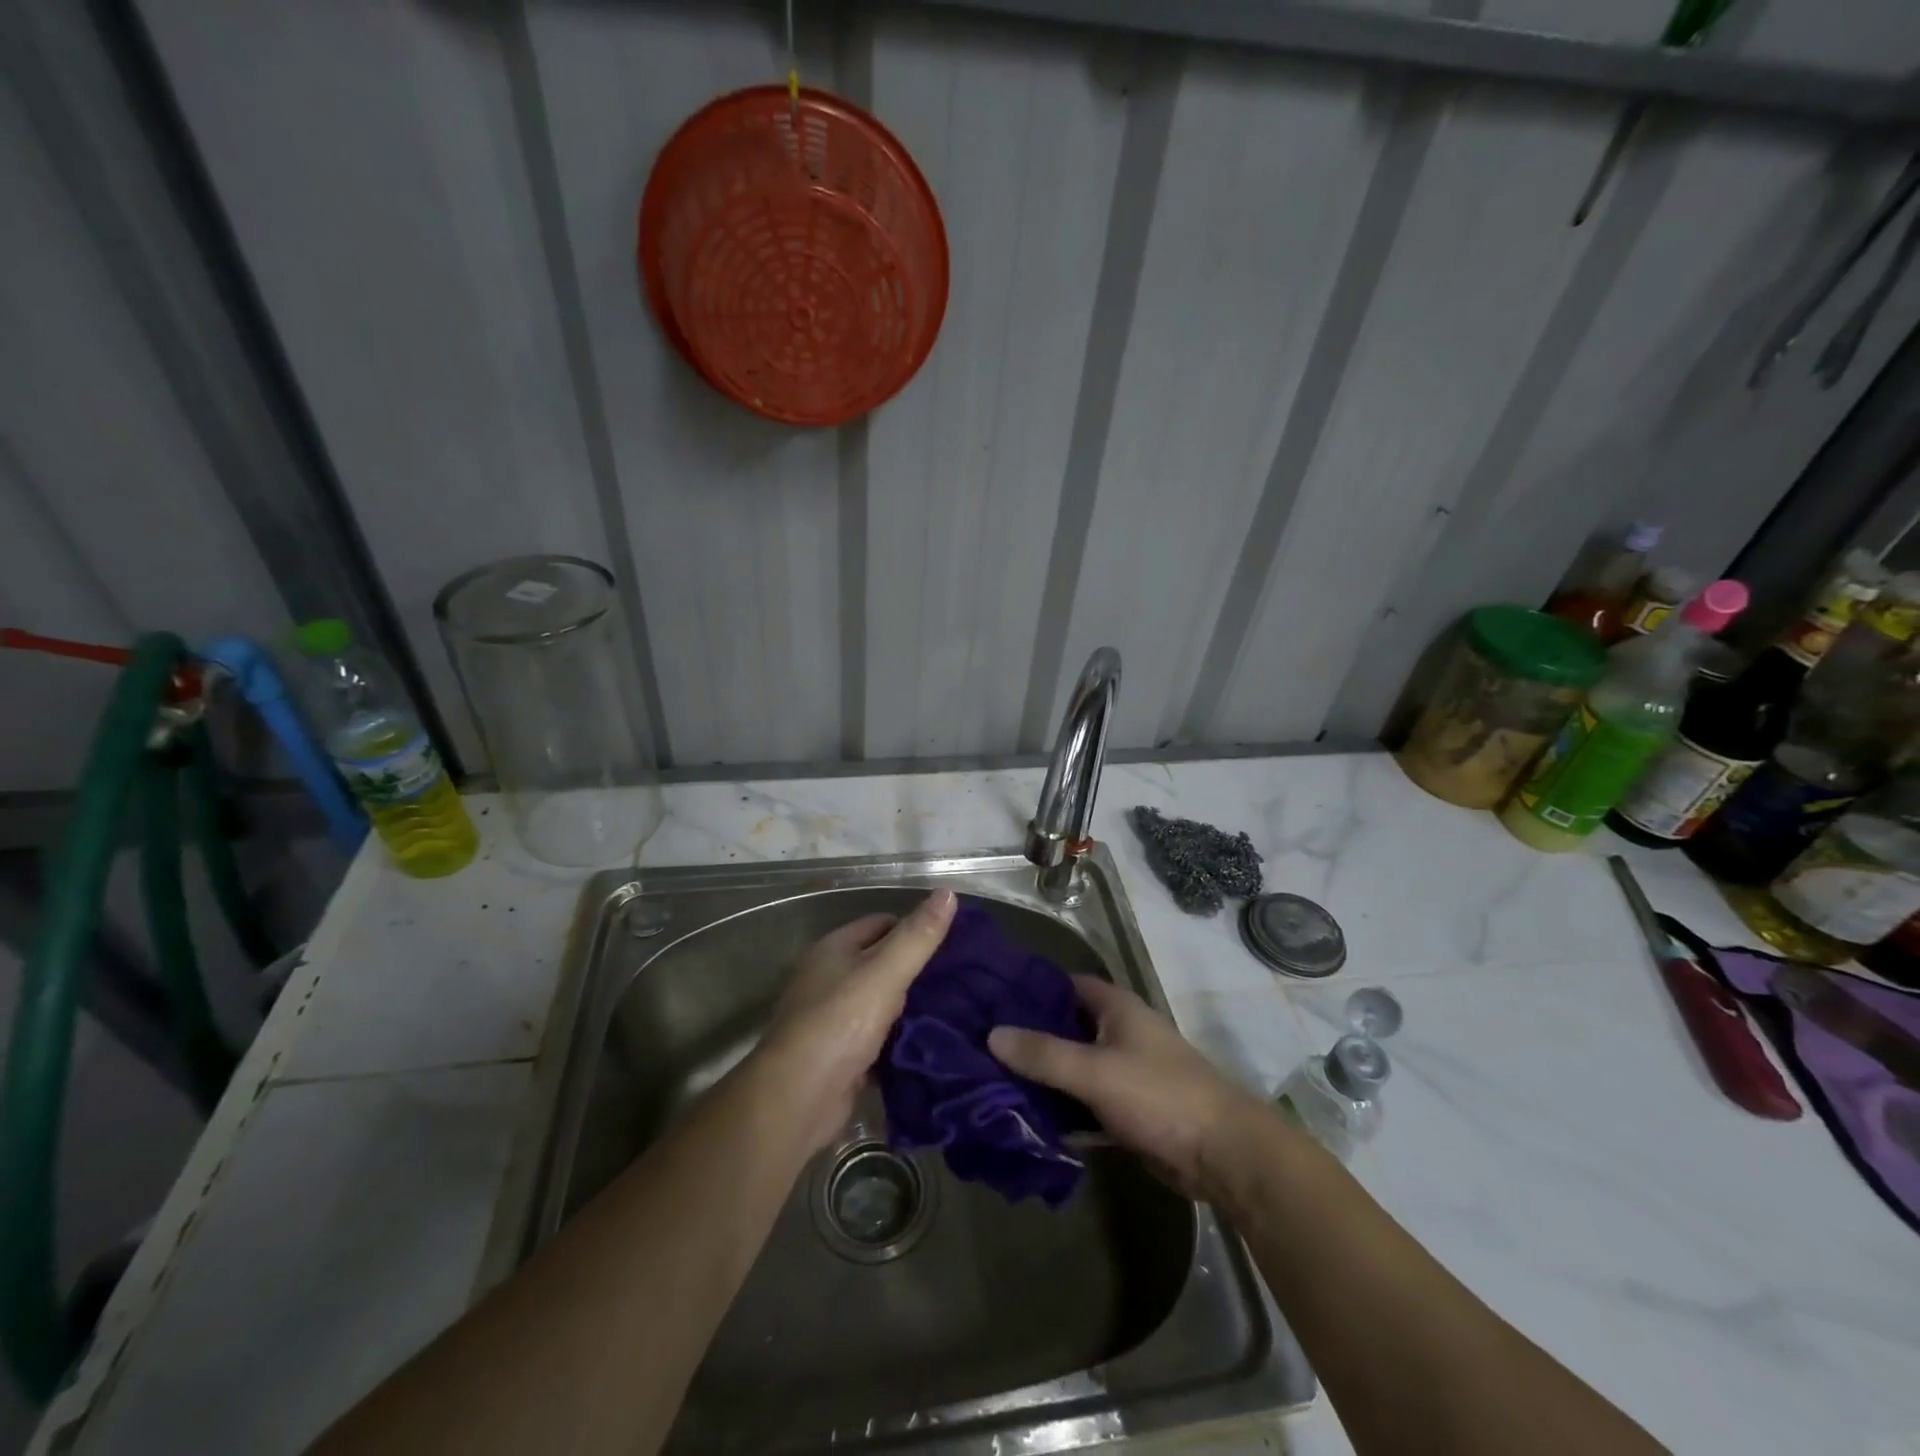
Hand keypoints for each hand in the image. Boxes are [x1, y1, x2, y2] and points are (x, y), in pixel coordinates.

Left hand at [756, 890, 957, 1147]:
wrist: (799, 1098)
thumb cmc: (840, 1023)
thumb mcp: (885, 972)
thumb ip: (918, 935)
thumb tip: (948, 891)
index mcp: (833, 948)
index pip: (881, 923)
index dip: (914, 929)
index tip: (952, 944)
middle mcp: (828, 978)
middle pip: (880, 963)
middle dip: (916, 970)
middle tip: (960, 979)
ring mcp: (831, 1019)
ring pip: (880, 1003)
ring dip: (909, 1008)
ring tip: (954, 1010)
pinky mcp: (839, 1055)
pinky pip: (877, 1038)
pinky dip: (899, 1040)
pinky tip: (929, 1043)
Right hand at [988, 975, 1260, 1197]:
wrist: (1222, 1154)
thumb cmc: (1159, 1095)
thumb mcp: (1095, 1072)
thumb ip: (1044, 1054)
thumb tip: (992, 1034)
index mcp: (1116, 1008)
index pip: (1065, 984)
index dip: (1031, 988)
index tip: (990, 998)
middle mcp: (1119, 1032)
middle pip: (1065, 1026)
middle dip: (1029, 1036)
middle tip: (980, 1043)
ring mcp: (1124, 1072)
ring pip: (1073, 1067)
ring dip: (1042, 1076)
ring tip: (990, 1080)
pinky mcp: (1127, 1109)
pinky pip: (1084, 1102)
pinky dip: (1062, 1108)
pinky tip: (1025, 1117)